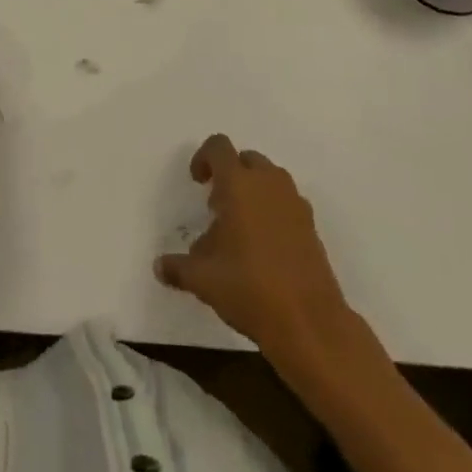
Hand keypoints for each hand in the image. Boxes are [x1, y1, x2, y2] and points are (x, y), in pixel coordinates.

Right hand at [155, 135, 351, 353]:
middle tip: (218, 207)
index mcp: (238, 183)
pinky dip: (274, 212)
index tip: (198, 183)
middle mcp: (268, 184)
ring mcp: (295, 204)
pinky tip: (265, 248)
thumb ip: (178, 267)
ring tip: (241, 228)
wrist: (310, 323)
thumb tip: (160, 266)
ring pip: (271, 180)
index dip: (203, 158)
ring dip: (254, 191)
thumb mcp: (203, 279)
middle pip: (247, 159)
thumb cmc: (249, 287)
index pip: (218, 147)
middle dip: (231, 175)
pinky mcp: (312, 227)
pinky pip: (287, 203)